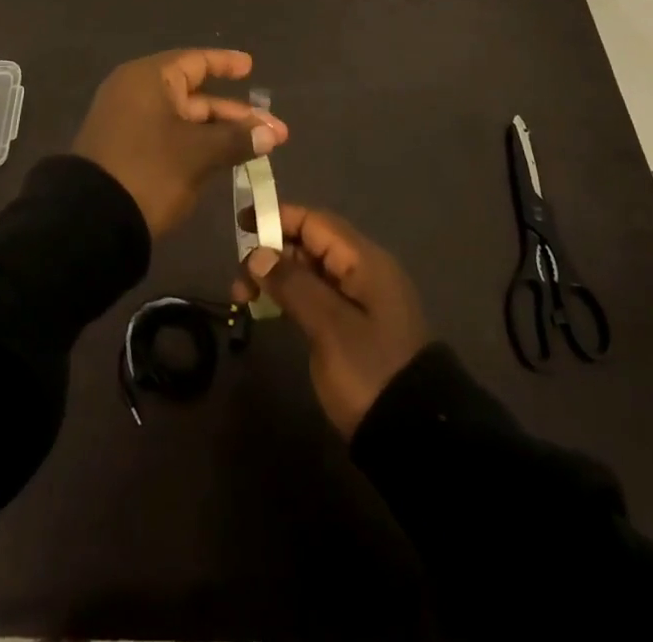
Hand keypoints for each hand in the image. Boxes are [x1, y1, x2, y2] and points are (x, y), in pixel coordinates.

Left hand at [73, 49, 287, 236]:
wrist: (90, 221)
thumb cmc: (148, 170)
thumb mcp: (198, 154)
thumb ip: (236, 138)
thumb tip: (270, 133)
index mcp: (149, 79)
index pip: (195, 61)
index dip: (226, 64)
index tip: (251, 67)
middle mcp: (137, 93)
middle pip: (195, 94)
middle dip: (236, 114)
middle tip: (275, 131)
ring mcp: (130, 122)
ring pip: (185, 120)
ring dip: (221, 133)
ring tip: (260, 148)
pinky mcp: (127, 150)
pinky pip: (170, 137)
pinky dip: (198, 144)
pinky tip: (226, 159)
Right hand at [237, 205, 427, 437]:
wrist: (414, 436)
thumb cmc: (370, 370)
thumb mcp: (328, 326)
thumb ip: (292, 284)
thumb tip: (256, 253)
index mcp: (364, 260)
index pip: (315, 222)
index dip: (277, 217)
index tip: (241, 223)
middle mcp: (363, 270)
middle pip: (311, 243)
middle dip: (271, 252)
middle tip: (238, 279)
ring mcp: (359, 299)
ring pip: (310, 270)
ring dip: (277, 276)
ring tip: (243, 298)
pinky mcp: (353, 326)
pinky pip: (316, 295)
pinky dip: (289, 296)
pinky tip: (267, 309)